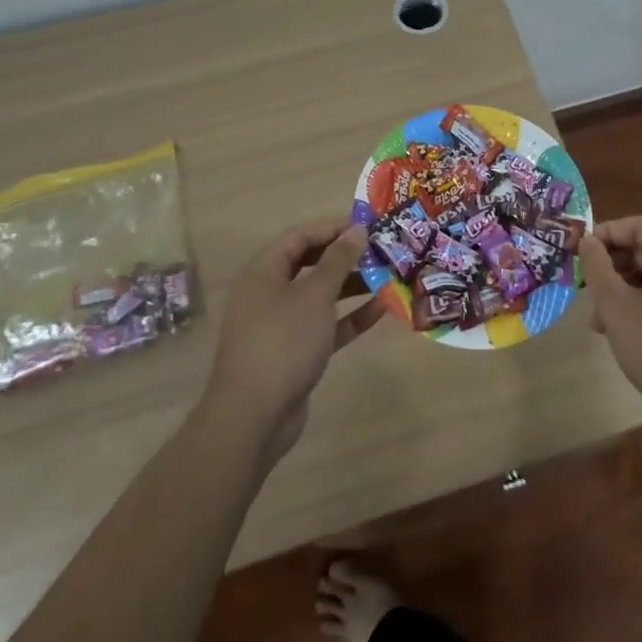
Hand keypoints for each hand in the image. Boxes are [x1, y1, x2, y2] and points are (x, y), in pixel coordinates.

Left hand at [203, 220, 383, 462]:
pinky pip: (326, 325)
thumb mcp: (315, 295)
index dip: (332, 227)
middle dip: (345, 256)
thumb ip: (338, 260)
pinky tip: (381, 309)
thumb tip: (357, 229)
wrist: (254, 418)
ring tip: (388, 275)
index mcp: (264, 272)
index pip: (299, 236)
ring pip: (320, 295)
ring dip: (352, 285)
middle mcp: (269, 293)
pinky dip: (350, 316)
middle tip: (381, 249)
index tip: (367, 224)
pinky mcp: (295, 352)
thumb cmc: (283, 342)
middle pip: (310, 264)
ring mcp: (281, 325)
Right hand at [582, 215, 641, 438]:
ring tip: (602, 323)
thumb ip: (597, 267)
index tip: (584, 254)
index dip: (608, 232)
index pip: (639, 224)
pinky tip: (629, 334)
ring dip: (625, 289)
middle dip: (613, 265)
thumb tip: (588, 240)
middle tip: (588, 291)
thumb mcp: (615, 307)